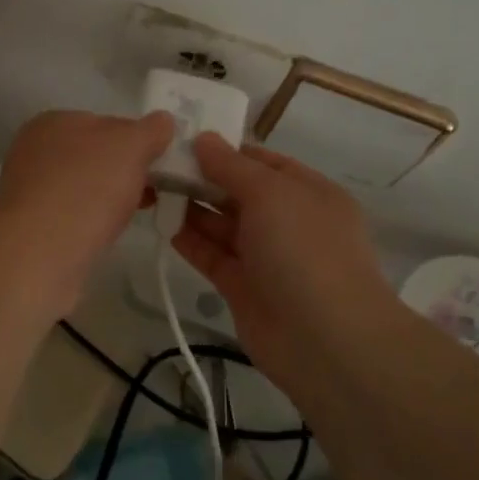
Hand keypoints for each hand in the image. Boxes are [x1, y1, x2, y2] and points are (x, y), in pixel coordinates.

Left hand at [0, 109, 174, 312]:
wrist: (41, 253)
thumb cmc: (87, 188)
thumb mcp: (130, 147)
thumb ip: (150, 130)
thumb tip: (162, 121)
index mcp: (54, 121)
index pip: (105, 123)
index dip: (136, 140)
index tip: (157, 163)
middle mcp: (35, 150)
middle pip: (93, 155)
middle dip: (123, 172)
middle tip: (151, 192)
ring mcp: (29, 188)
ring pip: (82, 186)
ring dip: (108, 197)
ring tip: (131, 215)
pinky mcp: (30, 223)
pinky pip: (71, 213)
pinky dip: (90, 219)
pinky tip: (104, 232)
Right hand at [171, 135, 399, 386]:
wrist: (326, 340)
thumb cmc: (304, 250)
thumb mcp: (271, 193)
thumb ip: (232, 166)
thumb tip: (204, 139)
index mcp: (308, 192)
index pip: (262, 162)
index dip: (226, 150)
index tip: (183, 139)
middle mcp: (289, 222)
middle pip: (240, 192)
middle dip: (203, 178)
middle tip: (157, 164)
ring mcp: (267, 257)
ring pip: (224, 225)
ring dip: (192, 208)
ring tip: (153, 189)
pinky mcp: (245, 288)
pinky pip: (213, 256)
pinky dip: (190, 241)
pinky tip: (163, 225)